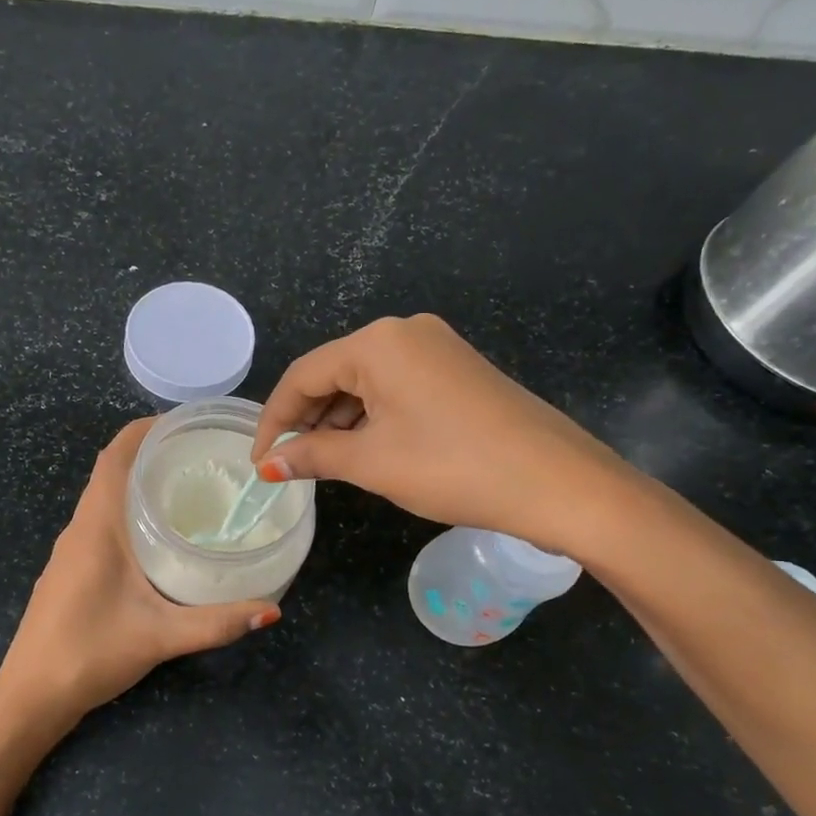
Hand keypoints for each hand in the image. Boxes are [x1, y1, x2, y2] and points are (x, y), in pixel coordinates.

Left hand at [0, 418, 280, 725]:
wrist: (31, 696)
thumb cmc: (90, 653)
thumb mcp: (161, 636)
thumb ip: (217, 623)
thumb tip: (272, 610)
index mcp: (96, 527)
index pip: (114, 456)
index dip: (144, 429)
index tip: (185, 423)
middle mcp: (79, 528)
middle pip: (111, 471)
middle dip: (151, 453)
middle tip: (201, 455)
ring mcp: (70, 550)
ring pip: (103, 498)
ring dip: (138, 483)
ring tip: (187, 487)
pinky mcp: (69, 570)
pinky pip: (100, 522)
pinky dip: (127, 511)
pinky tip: (157, 535)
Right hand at [250, 314, 643, 558]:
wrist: (556, 483)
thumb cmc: (452, 466)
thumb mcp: (372, 462)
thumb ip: (312, 456)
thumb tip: (269, 465)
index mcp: (378, 342)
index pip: (303, 375)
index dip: (274, 419)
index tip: (259, 462)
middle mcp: (405, 332)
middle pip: (334, 374)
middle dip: (307, 420)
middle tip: (290, 465)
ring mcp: (437, 348)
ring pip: (366, 382)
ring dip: (339, 421)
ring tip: (325, 464)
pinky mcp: (457, 370)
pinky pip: (397, 388)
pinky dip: (372, 418)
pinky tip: (366, 450)